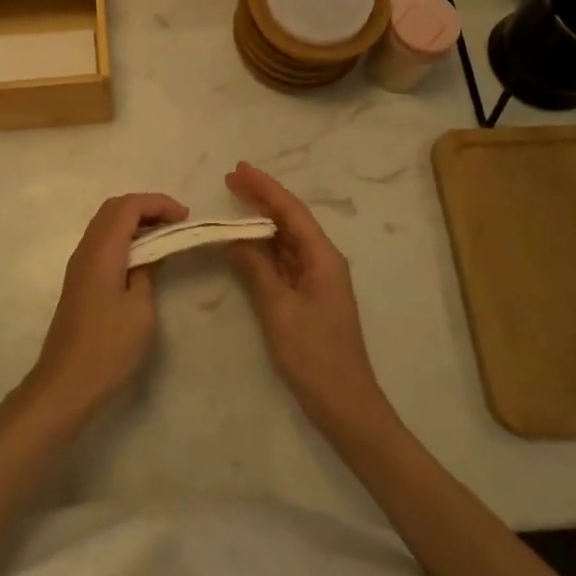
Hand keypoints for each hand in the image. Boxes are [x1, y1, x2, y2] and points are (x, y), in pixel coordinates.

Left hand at [23, 192, 186, 422]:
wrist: (66, 383)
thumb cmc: (108, 348)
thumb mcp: (140, 310)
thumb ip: (147, 272)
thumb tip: (151, 253)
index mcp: (102, 251)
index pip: (128, 206)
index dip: (158, 203)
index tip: (185, 218)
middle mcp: (86, 249)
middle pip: (114, 208)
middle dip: (147, 207)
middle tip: (176, 223)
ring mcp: (79, 264)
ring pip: (106, 224)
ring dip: (135, 221)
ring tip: (164, 237)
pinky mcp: (79, 280)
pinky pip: (103, 242)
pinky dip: (124, 238)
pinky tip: (143, 257)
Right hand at [225, 162, 389, 436]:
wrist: (345, 406)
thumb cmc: (315, 356)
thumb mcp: (279, 309)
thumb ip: (256, 269)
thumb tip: (235, 238)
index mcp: (323, 257)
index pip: (291, 211)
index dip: (265, 188)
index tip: (239, 169)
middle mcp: (322, 261)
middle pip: (289, 220)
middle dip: (262, 198)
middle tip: (230, 179)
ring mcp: (316, 280)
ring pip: (286, 239)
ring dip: (261, 221)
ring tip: (233, 201)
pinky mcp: (308, 297)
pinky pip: (283, 260)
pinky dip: (263, 247)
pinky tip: (245, 243)